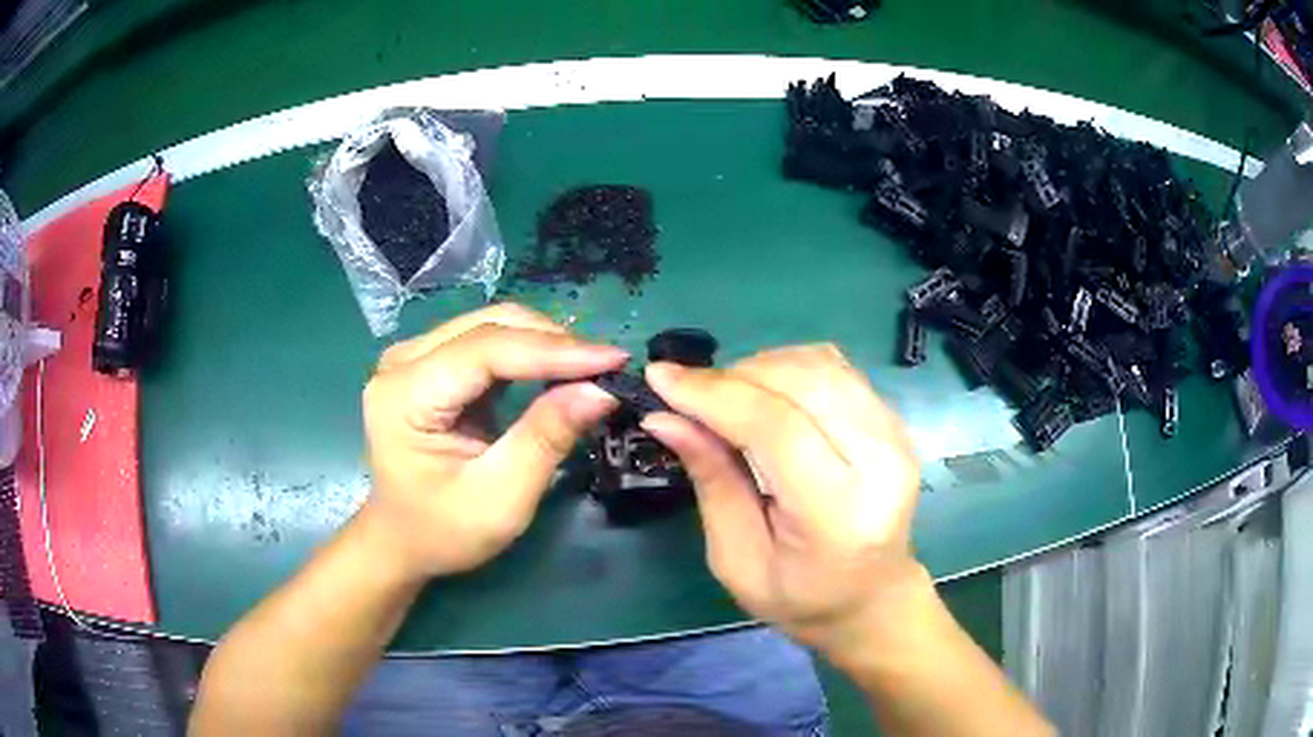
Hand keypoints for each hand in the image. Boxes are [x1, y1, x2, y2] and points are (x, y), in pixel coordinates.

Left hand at [361, 304, 624, 579]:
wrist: (401, 541)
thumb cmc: (443, 531)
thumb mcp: (500, 499)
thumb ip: (546, 439)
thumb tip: (600, 390)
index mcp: (404, 394)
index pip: (487, 350)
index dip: (553, 351)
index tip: (614, 360)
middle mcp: (402, 360)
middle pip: (489, 326)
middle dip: (553, 343)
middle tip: (606, 370)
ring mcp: (413, 357)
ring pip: (492, 326)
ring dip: (544, 344)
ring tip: (589, 371)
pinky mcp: (430, 364)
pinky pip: (487, 342)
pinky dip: (528, 353)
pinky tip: (557, 371)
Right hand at [642, 345, 923, 659]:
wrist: (871, 598)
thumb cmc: (799, 596)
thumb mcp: (737, 559)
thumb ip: (711, 481)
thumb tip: (664, 417)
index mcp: (839, 514)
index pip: (777, 428)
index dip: (714, 395)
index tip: (659, 378)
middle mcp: (881, 463)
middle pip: (801, 383)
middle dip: (732, 377)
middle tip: (688, 396)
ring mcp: (896, 436)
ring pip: (819, 365)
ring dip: (760, 368)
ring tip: (726, 398)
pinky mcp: (894, 421)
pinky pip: (836, 369)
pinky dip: (789, 369)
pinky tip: (766, 394)